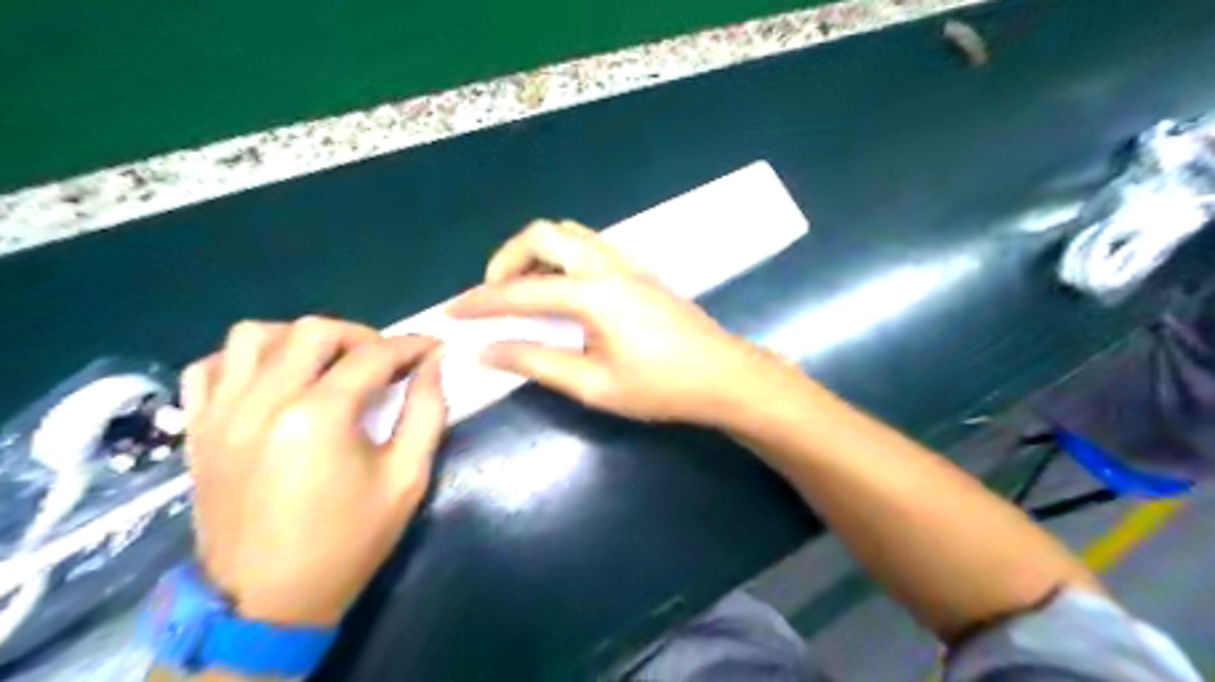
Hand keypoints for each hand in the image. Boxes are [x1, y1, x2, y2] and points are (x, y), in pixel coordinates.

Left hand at [180, 317, 445, 626]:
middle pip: (314, 330)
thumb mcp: (406, 479)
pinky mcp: (198, 429)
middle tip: (385, 361)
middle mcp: (262, 402)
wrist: (266, 602)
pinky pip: (210, 366)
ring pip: (254, 335)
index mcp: (318, 417)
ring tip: (327, 364)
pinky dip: (245, 359)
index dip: (411, 346)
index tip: (433, 348)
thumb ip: (426, 413)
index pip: (373, 355)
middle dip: (361, 336)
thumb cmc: (347, 542)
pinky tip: (273, 380)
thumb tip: (434, 365)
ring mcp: (221, 413)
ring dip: (300, 339)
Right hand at [446, 220, 777, 424]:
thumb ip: (537, 362)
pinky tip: (561, 292)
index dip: (480, 304)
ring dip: (535, 255)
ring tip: (524, 293)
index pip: (520, 292)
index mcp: (593, 293)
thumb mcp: (594, 384)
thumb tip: (486, 351)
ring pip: (567, 234)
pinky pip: (588, 246)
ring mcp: (626, 262)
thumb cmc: (661, 387)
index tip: (451, 314)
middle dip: (506, 260)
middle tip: (495, 297)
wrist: (723, 376)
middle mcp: (606, 265)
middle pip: (541, 235)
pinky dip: (560, 258)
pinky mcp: (638, 270)